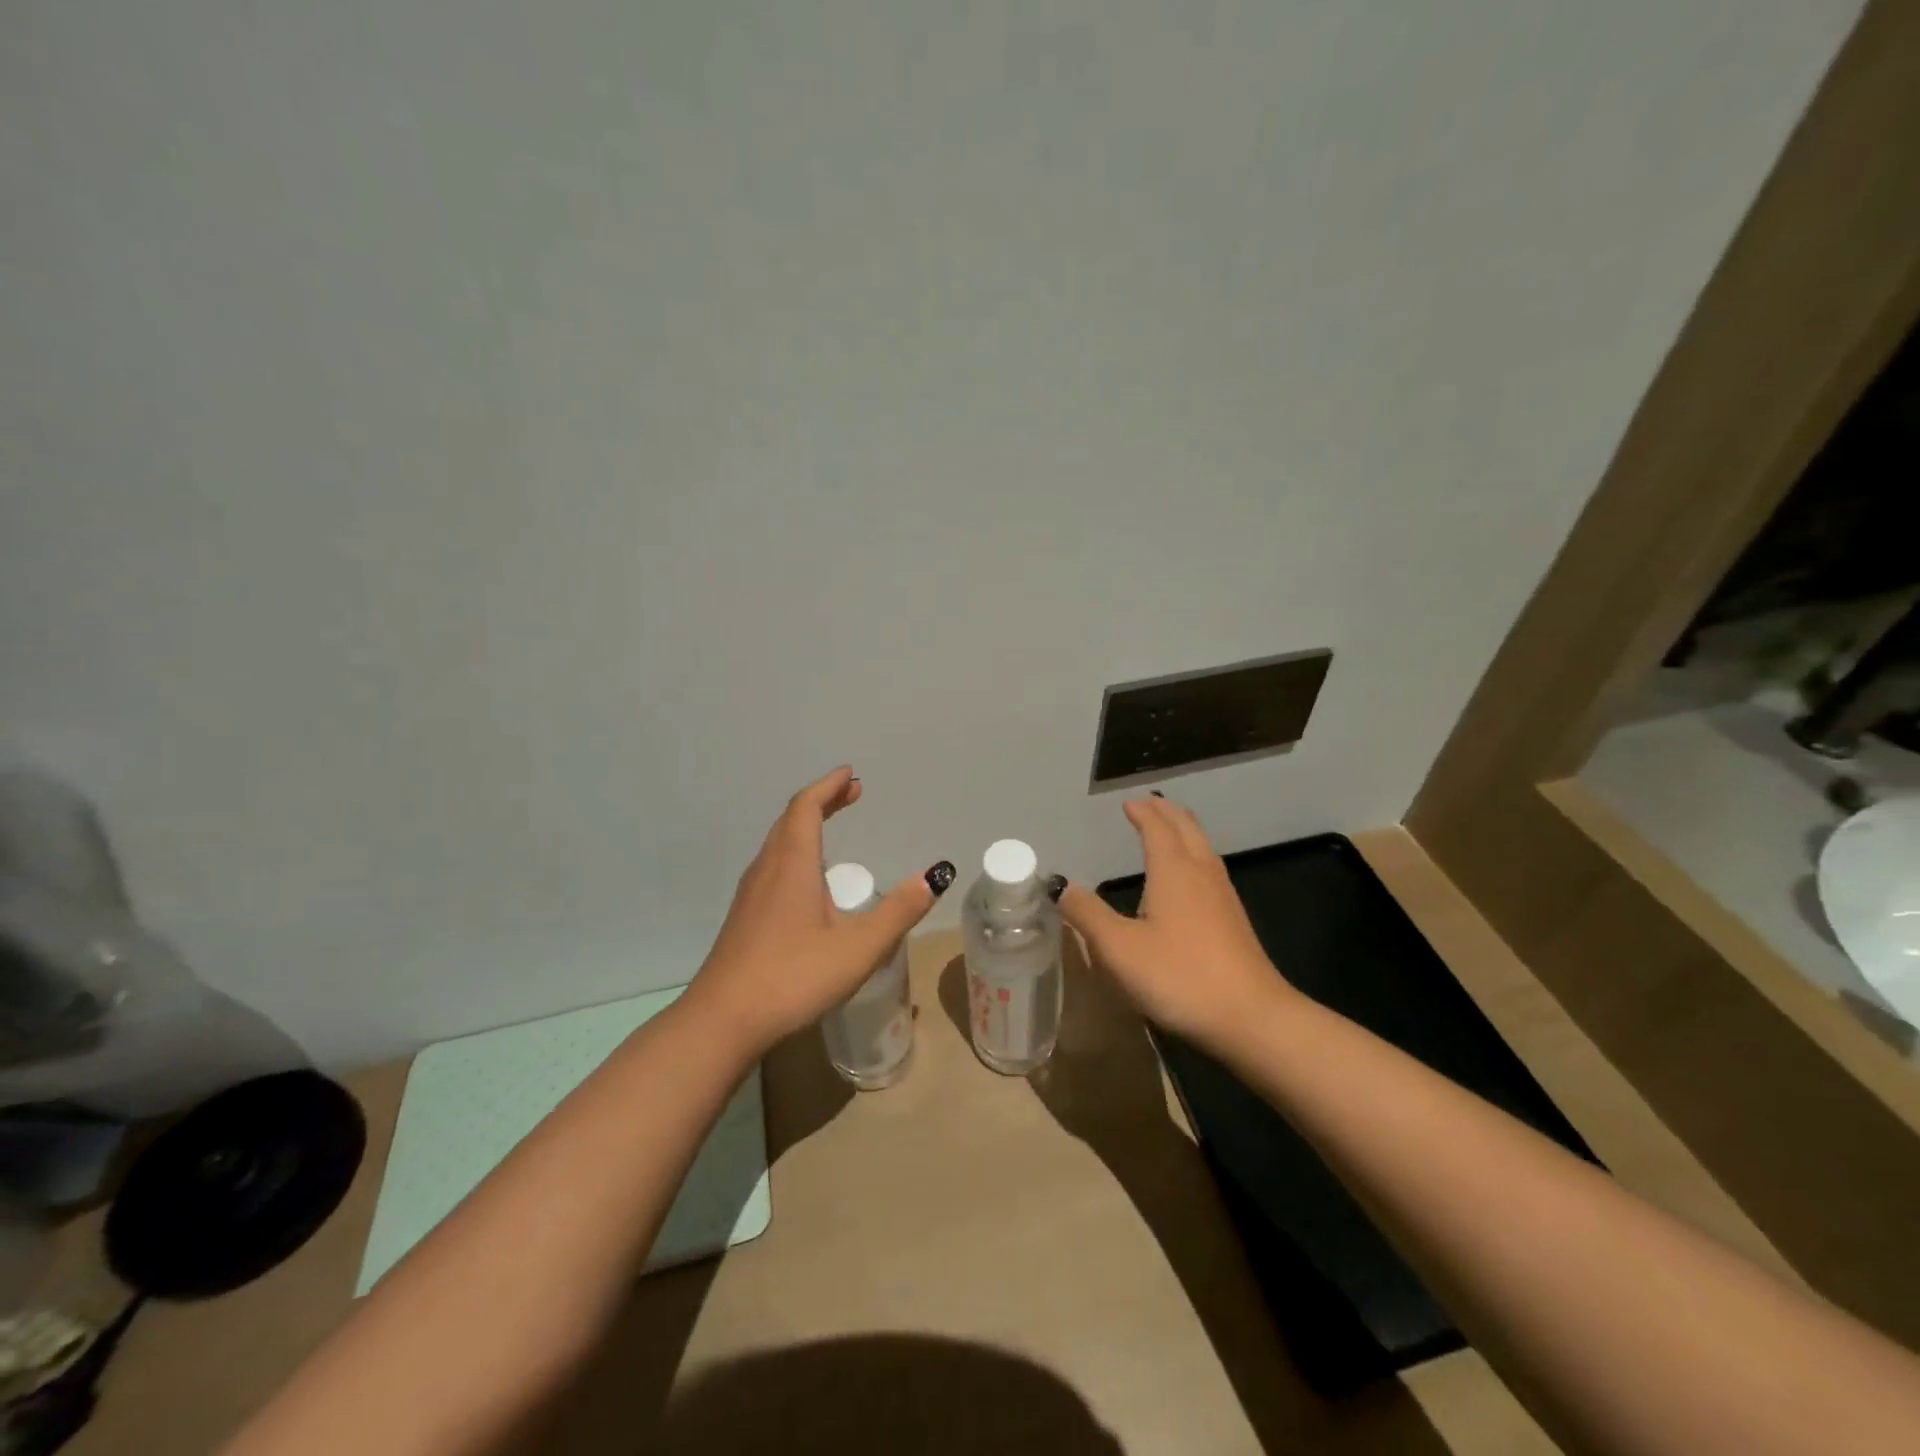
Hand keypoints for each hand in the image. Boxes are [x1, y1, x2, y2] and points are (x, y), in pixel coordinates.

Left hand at [685, 766, 952, 1054]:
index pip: (806, 808)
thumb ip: (899, 912)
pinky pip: (772, 866)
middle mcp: (767, 870)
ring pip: (778, 844)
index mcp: (792, 866)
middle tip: (850, 794)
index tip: (850, 774)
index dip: (828, 787)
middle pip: (790, 820)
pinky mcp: (744, 918)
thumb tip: (935, 876)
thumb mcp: (859, 948)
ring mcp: (750, 895)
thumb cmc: (792, 978)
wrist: (722, 1022)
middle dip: (821, 802)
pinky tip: (808, 882)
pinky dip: (795, 852)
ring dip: (805, 826)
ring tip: (832, 828)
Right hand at [1054, 795, 1296, 1045]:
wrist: (1250, 1017)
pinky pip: (1211, 870)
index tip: (1128, 803)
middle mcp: (1201, 873)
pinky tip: (1191, 879)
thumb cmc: (1179, 976)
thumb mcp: (1119, 948)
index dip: (1142, 813)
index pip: (1157, 828)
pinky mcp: (1234, 921)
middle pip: (1187, 829)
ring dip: (1185, 831)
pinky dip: (1195, 856)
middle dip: (1167, 813)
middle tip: (1150, 804)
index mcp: (1173, 870)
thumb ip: (1087, 914)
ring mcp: (1223, 897)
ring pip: (1203, 848)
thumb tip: (1060, 885)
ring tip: (1170, 829)